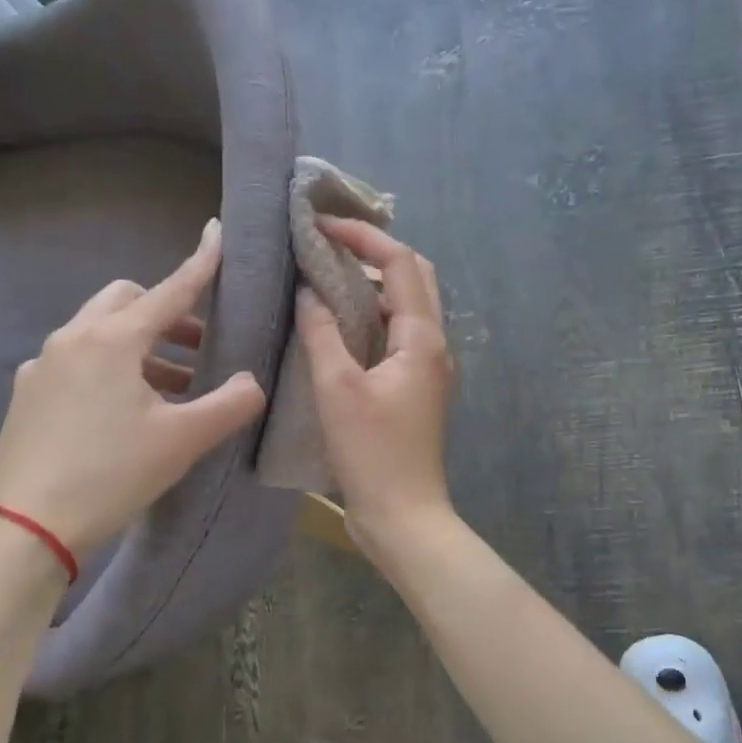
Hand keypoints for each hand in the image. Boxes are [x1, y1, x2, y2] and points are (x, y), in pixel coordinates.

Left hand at [0, 218, 266, 558]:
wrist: (27, 528)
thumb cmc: (113, 473)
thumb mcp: (183, 440)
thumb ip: (229, 404)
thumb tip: (251, 382)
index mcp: (114, 340)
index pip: (170, 290)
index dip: (200, 264)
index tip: (217, 233)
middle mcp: (74, 338)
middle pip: (127, 302)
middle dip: (165, 312)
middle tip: (197, 345)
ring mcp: (43, 365)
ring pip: (99, 331)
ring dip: (140, 345)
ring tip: (171, 387)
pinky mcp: (27, 393)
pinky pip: (76, 361)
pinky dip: (108, 367)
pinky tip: (122, 408)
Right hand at [297, 219, 455, 552]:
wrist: (404, 516)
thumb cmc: (372, 453)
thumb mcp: (338, 389)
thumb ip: (322, 334)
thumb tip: (308, 291)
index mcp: (423, 338)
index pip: (401, 263)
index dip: (364, 237)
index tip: (323, 226)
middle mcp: (434, 345)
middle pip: (414, 277)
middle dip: (376, 252)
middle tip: (330, 244)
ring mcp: (427, 367)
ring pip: (407, 306)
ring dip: (374, 283)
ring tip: (329, 274)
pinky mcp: (415, 387)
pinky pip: (397, 334)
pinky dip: (372, 316)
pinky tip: (339, 323)